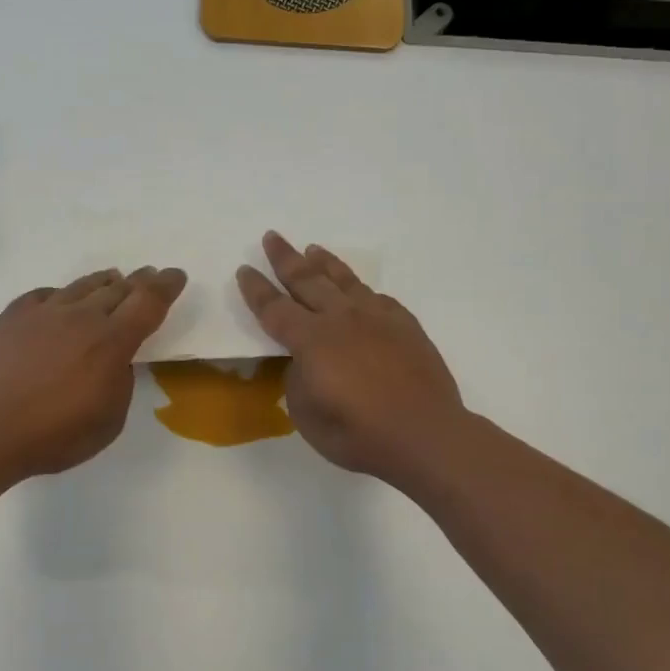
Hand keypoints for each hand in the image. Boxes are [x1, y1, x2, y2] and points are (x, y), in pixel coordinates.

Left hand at [0, 266, 186, 481]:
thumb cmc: (53, 435)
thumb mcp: (109, 421)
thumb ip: (120, 384)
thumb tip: (115, 362)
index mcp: (111, 342)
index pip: (148, 303)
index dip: (166, 286)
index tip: (176, 275)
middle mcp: (81, 317)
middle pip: (118, 289)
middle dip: (140, 281)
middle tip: (150, 275)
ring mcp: (43, 313)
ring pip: (81, 286)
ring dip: (103, 282)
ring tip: (113, 278)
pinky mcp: (12, 317)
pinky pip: (45, 295)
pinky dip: (62, 294)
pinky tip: (62, 299)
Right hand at [236, 233, 464, 483]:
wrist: (425, 434)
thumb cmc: (358, 433)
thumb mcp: (306, 414)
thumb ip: (298, 380)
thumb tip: (305, 362)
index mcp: (311, 340)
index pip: (274, 308)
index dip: (256, 289)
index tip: (244, 268)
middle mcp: (341, 319)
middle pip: (307, 280)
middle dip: (285, 258)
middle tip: (272, 237)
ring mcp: (377, 318)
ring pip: (344, 281)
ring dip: (324, 263)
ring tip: (312, 249)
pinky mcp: (405, 325)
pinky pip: (376, 297)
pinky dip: (360, 289)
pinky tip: (359, 290)